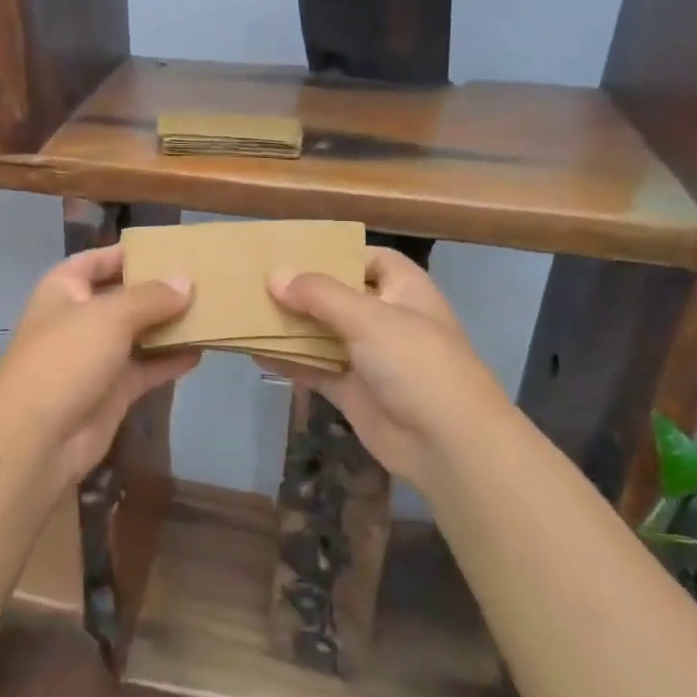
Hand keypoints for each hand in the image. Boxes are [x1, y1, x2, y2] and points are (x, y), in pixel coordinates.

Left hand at [0, 244, 199, 484]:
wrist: (38, 439)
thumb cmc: (67, 358)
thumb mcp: (110, 316)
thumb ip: (151, 297)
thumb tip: (186, 281)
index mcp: (64, 290)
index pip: (96, 260)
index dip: (127, 253)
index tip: (169, 248)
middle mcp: (79, 319)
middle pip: (123, 296)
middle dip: (158, 290)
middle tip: (204, 279)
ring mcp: (96, 357)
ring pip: (139, 333)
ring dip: (170, 325)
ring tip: (212, 311)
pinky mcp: (113, 391)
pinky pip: (147, 368)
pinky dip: (171, 360)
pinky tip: (202, 351)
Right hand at [267, 248, 509, 494]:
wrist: (449, 445)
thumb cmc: (417, 364)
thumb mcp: (368, 318)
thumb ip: (319, 295)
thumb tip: (274, 276)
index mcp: (404, 290)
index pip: (370, 258)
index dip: (336, 253)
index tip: (293, 251)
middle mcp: (387, 319)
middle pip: (339, 296)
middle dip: (302, 290)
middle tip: (255, 280)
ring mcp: (370, 357)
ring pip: (323, 333)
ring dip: (291, 326)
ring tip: (247, 312)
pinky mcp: (353, 390)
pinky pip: (316, 369)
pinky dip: (290, 362)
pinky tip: (256, 353)